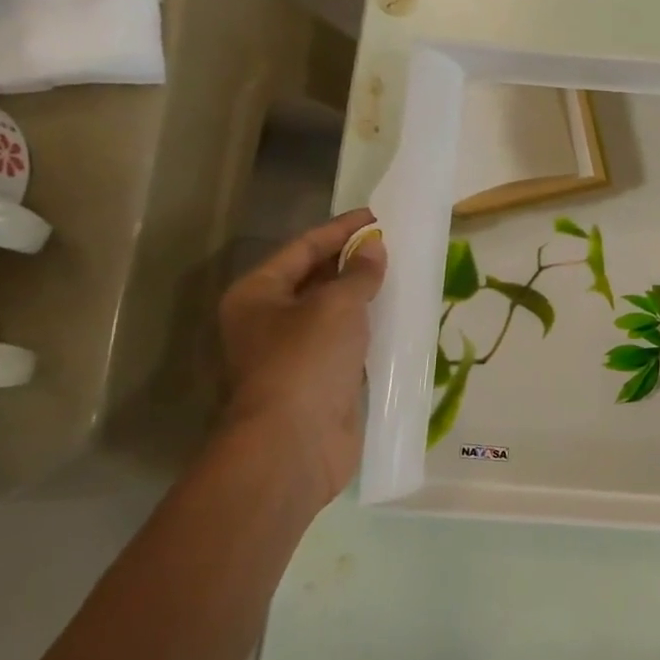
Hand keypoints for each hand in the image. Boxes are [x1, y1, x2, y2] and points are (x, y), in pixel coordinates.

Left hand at [219, 208, 387, 505]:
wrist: (294, 443)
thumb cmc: (305, 360)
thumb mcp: (336, 305)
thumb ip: (358, 273)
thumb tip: (374, 248)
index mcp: (258, 294)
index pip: (302, 248)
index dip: (340, 229)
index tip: (376, 216)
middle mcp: (269, 320)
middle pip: (314, 279)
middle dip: (352, 261)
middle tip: (392, 245)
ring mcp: (293, 353)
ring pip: (333, 314)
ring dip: (363, 297)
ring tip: (401, 276)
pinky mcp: (319, 381)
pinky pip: (348, 344)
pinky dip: (369, 330)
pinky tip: (398, 321)